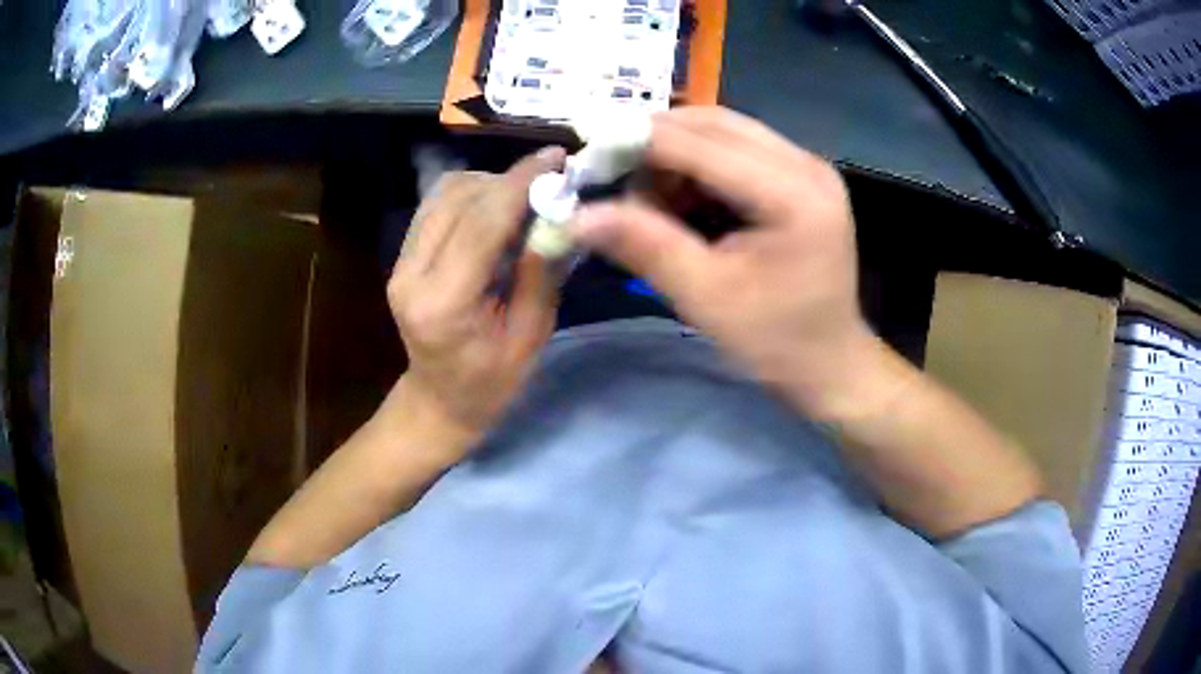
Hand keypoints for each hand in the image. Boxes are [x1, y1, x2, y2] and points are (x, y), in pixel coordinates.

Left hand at [387, 148, 565, 444]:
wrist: (438, 401)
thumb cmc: (490, 384)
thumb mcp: (530, 337)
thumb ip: (541, 273)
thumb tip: (560, 215)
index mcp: (443, 303)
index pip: (481, 223)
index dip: (520, 182)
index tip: (556, 157)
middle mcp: (410, 274)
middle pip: (458, 198)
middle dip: (509, 180)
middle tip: (551, 180)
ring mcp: (400, 263)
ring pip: (443, 194)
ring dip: (489, 184)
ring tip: (526, 196)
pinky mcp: (402, 257)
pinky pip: (436, 206)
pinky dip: (471, 195)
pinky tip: (497, 206)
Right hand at [571, 107, 873, 416]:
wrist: (830, 362)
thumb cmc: (775, 341)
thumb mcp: (706, 298)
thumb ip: (645, 246)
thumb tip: (578, 215)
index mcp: (792, 194)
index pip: (700, 144)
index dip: (636, 142)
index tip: (584, 156)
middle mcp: (805, 164)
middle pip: (712, 124)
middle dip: (653, 145)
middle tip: (611, 179)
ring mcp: (806, 166)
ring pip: (721, 131)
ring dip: (674, 155)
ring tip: (649, 200)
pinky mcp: (800, 176)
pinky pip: (736, 149)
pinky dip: (697, 167)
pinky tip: (681, 201)